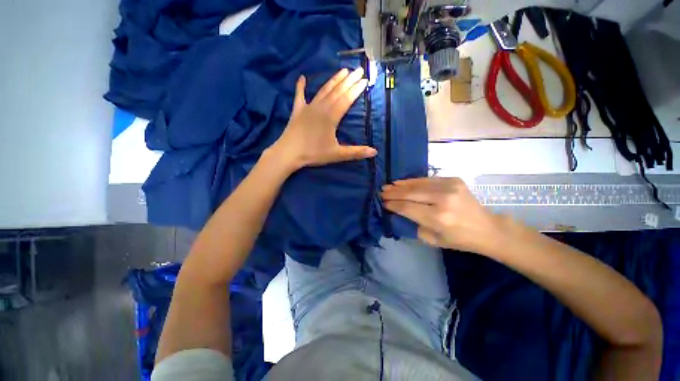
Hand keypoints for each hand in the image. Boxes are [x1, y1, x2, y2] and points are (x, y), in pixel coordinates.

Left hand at [268, 67, 376, 170]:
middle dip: (349, 80)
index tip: (365, 80)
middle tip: (359, 70)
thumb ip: (356, 152)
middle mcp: (321, 107)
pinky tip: (302, 77)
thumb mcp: (337, 154)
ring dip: (333, 80)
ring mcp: (308, 107)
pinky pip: (299, 95)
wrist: (289, 153)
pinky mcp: (297, 110)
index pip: (347, 99)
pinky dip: (301, 86)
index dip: (356, 89)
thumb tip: (375, 152)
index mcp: (331, 117)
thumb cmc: (313, 153)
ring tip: (343, 70)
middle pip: (337, 91)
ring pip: (323, 90)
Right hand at [381, 177, 508, 253]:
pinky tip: (403, 182)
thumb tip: (399, 212)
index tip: (383, 203)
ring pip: (418, 184)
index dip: (393, 204)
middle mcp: (443, 200)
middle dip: (393, 193)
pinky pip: (428, 179)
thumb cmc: (459, 239)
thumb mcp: (433, 240)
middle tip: (381, 191)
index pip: (407, 208)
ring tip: (389, 185)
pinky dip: (414, 181)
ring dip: (401, 185)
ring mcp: (450, 187)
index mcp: (438, 218)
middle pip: (411, 194)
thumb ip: (414, 225)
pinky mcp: (454, 180)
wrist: (487, 228)